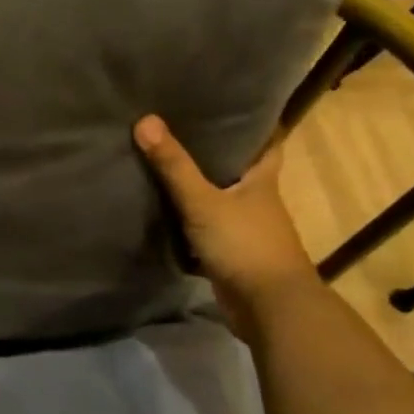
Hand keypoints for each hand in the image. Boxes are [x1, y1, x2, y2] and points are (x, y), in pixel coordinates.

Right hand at [133, 116, 316, 314]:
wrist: (269, 308)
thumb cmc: (244, 244)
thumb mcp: (202, 201)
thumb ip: (174, 165)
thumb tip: (145, 119)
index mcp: (262, 181)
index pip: (267, 143)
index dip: (254, 124)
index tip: (228, 105)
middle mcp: (257, 202)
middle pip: (238, 170)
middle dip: (214, 153)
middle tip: (179, 128)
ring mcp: (245, 230)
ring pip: (220, 200)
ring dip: (199, 188)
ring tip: (163, 163)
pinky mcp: (231, 254)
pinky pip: (206, 229)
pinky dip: (189, 222)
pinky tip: (163, 211)